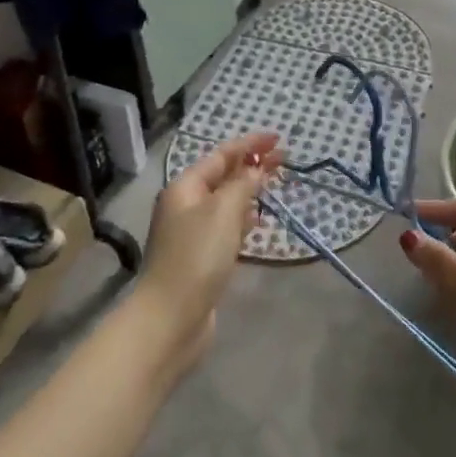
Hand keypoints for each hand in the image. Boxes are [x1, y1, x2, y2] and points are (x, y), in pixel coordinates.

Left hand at [138, 132, 281, 356]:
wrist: (171, 317)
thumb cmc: (197, 256)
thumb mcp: (223, 212)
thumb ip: (242, 185)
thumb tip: (256, 171)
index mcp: (185, 187)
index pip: (221, 155)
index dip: (249, 144)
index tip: (277, 138)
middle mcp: (186, 205)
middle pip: (223, 176)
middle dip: (252, 165)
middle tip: (284, 159)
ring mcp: (192, 233)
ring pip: (225, 202)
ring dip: (249, 190)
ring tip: (275, 184)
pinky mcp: (202, 257)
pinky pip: (226, 227)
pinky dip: (243, 218)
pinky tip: (258, 221)